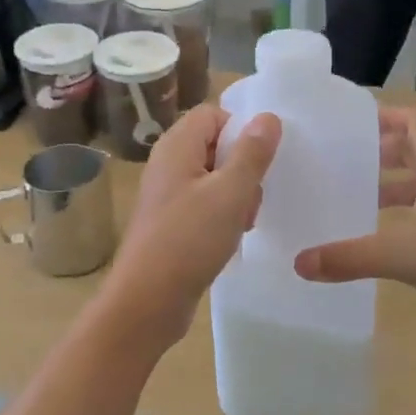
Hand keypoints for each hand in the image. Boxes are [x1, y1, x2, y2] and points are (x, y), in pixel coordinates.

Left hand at [101, 106, 281, 350]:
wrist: (147, 300)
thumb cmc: (189, 239)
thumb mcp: (231, 193)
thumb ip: (252, 152)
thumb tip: (268, 116)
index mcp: (177, 145)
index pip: (214, 114)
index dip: (240, 131)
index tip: (258, 162)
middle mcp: (168, 162)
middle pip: (216, 145)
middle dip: (242, 169)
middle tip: (251, 200)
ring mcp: (167, 192)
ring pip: (214, 177)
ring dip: (236, 196)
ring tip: (243, 224)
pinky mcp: (170, 220)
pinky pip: (204, 202)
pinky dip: (221, 215)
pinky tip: (230, 238)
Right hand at [295, 107, 415, 342]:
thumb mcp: (403, 254)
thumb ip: (350, 256)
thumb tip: (300, 262)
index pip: (412, 120)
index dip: (382, 116)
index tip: (347, 124)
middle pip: (413, 148)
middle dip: (378, 150)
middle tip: (340, 159)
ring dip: (390, 183)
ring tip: (354, 195)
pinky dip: (403, 212)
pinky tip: (382, 234)